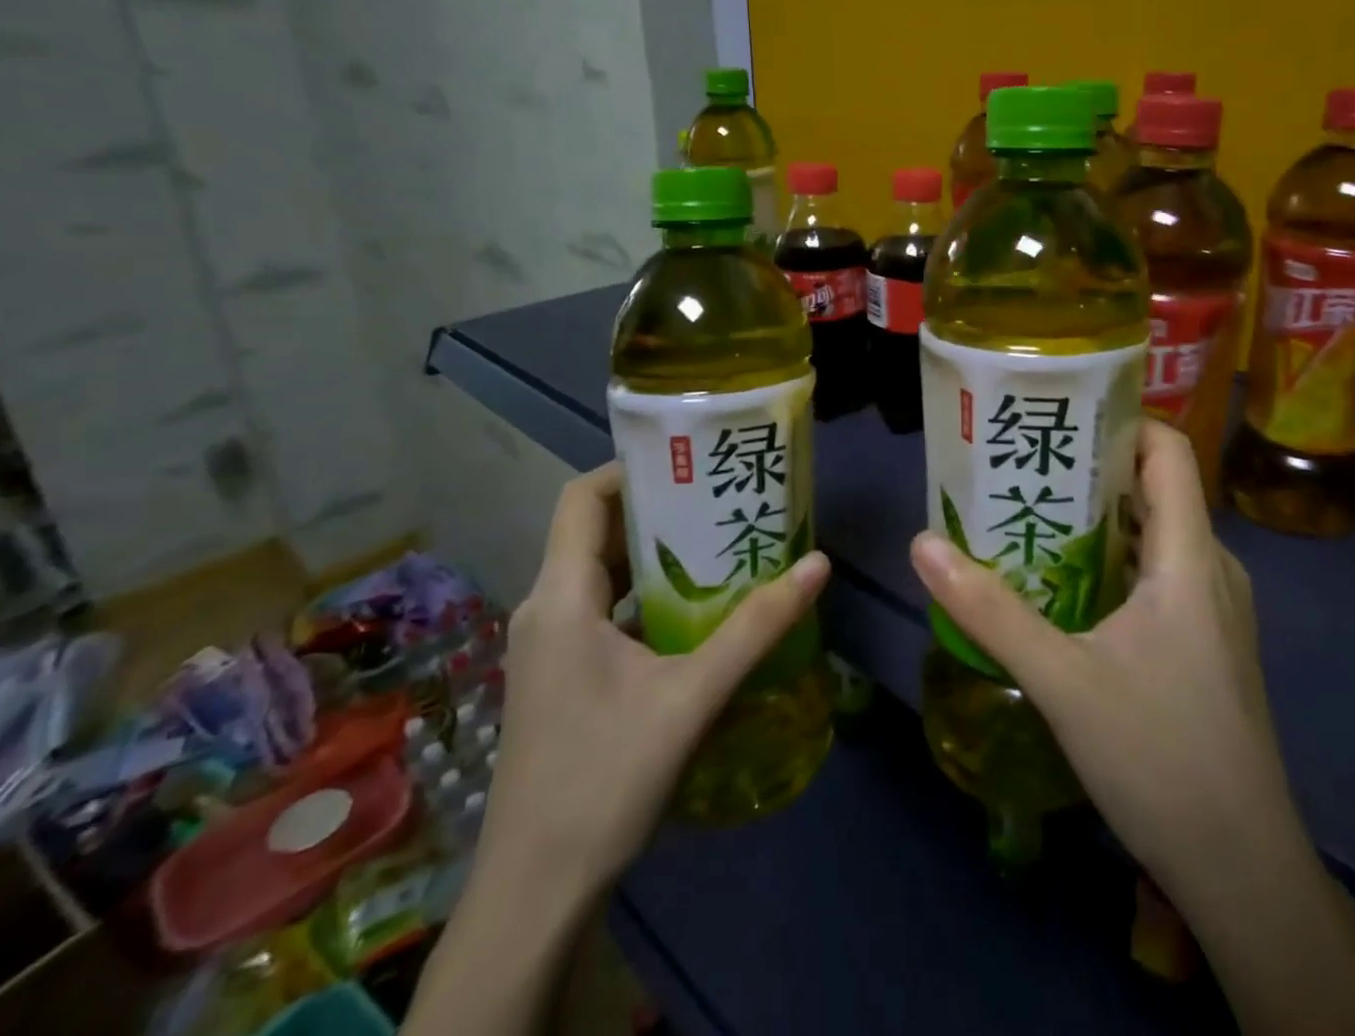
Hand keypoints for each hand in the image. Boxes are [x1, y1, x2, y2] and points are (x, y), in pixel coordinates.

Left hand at [485, 462, 830, 893]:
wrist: (536, 894)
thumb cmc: (603, 780)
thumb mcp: (691, 697)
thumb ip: (756, 628)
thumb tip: (818, 565)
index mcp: (561, 598)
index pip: (582, 498)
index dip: (631, 469)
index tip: (692, 462)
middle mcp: (547, 609)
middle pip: (597, 529)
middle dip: (660, 507)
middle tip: (724, 496)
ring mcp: (551, 645)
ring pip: (603, 572)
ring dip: (657, 552)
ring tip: (722, 540)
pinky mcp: (563, 674)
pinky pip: (605, 609)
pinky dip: (648, 593)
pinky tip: (698, 608)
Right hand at [908, 420, 1283, 907]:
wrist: (1243, 870)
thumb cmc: (1159, 757)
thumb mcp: (1061, 679)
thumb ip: (990, 610)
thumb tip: (923, 544)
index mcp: (1190, 556)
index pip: (1168, 451)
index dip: (1120, 422)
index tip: (1059, 420)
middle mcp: (1212, 568)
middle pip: (1155, 488)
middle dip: (1091, 472)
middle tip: (1024, 467)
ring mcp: (1215, 608)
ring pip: (1156, 535)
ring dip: (1099, 521)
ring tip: (1033, 516)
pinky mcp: (1209, 641)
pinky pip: (1161, 574)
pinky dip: (1115, 561)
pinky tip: (1066, 585)